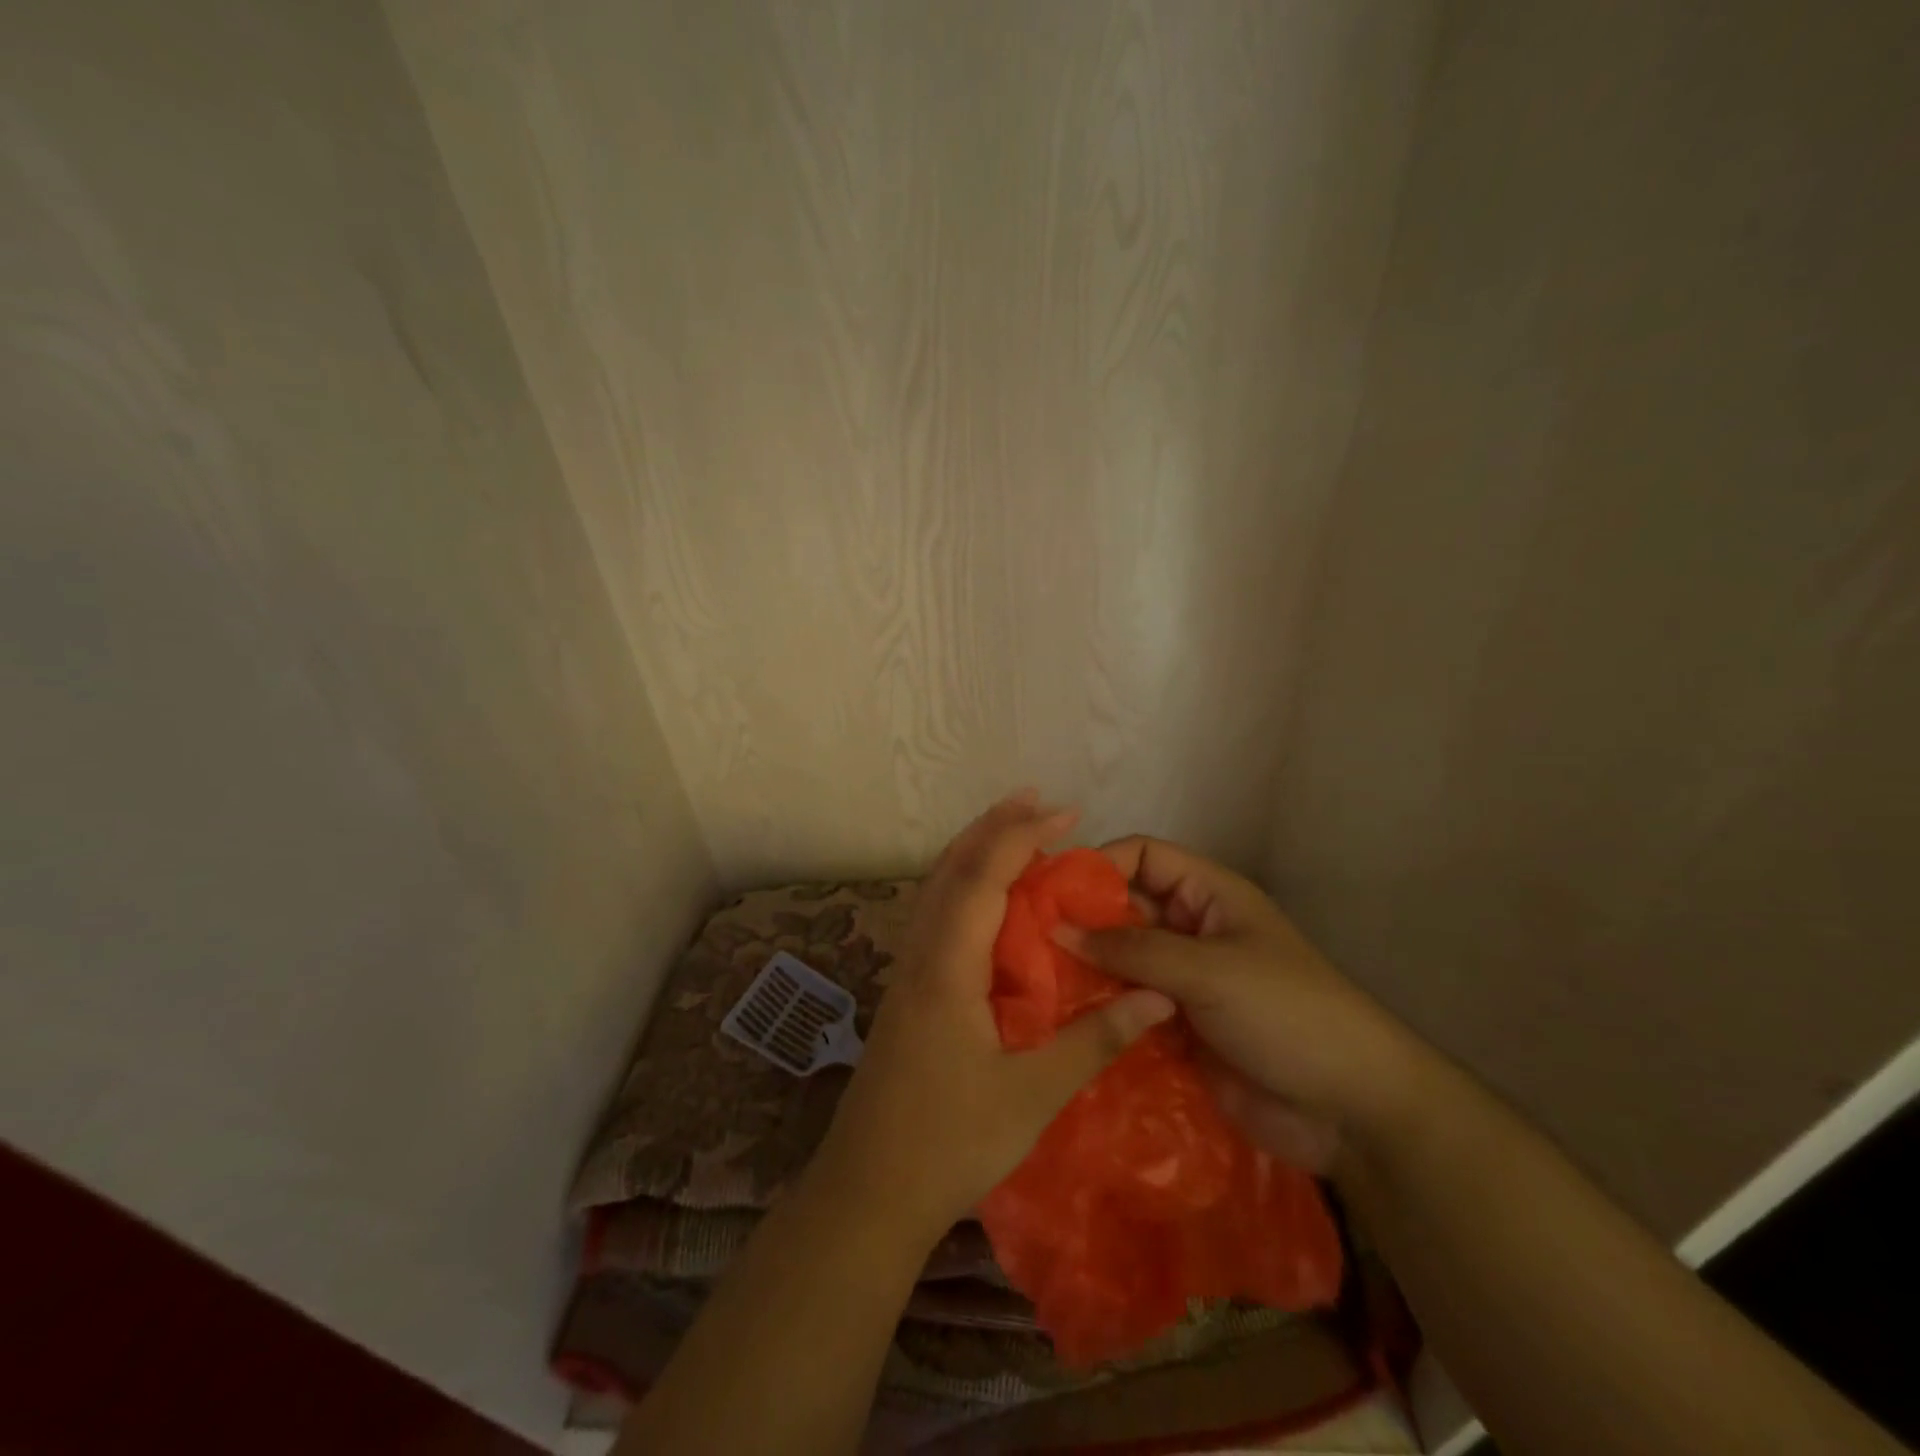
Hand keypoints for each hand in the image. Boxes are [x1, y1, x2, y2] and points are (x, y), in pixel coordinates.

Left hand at [808, 795, 1175, 1239]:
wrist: (868, 1192)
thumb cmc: (950, 1143)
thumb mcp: (1031, 1095)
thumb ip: (1094, 1041)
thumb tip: (1156, 998)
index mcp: (947, 967)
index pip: (983, 879)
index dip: (1022, 838)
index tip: (1065, 813)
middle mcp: (920, 955)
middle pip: (951, 869)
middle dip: (993, 828)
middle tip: (1036, 800)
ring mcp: (907, 972)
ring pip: (936, 889)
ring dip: (973, 852)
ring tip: (1012, 832)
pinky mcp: (906, 993)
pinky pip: (934, 916)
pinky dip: (962, 887)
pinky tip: (985, 903)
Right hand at [1059, 836, 1421, 1173]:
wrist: (1351, 1109)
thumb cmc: (1286, 1014)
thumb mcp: (1209, 970)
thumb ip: (1132, 949)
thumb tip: (1057, 927)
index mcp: (1207, 895)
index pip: (1143, 855)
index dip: (1099, 864)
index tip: (1050, 890)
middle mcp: (1190, 929)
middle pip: (1124, 908)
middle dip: (1081, 919)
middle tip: (1024, 939)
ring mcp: (1182, 980)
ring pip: (1120, 960)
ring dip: (1084, 968)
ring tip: (1032, 981)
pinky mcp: (1176, 1027)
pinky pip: (1127, 1006)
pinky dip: (1099, 1010)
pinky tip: (1059, 1022)